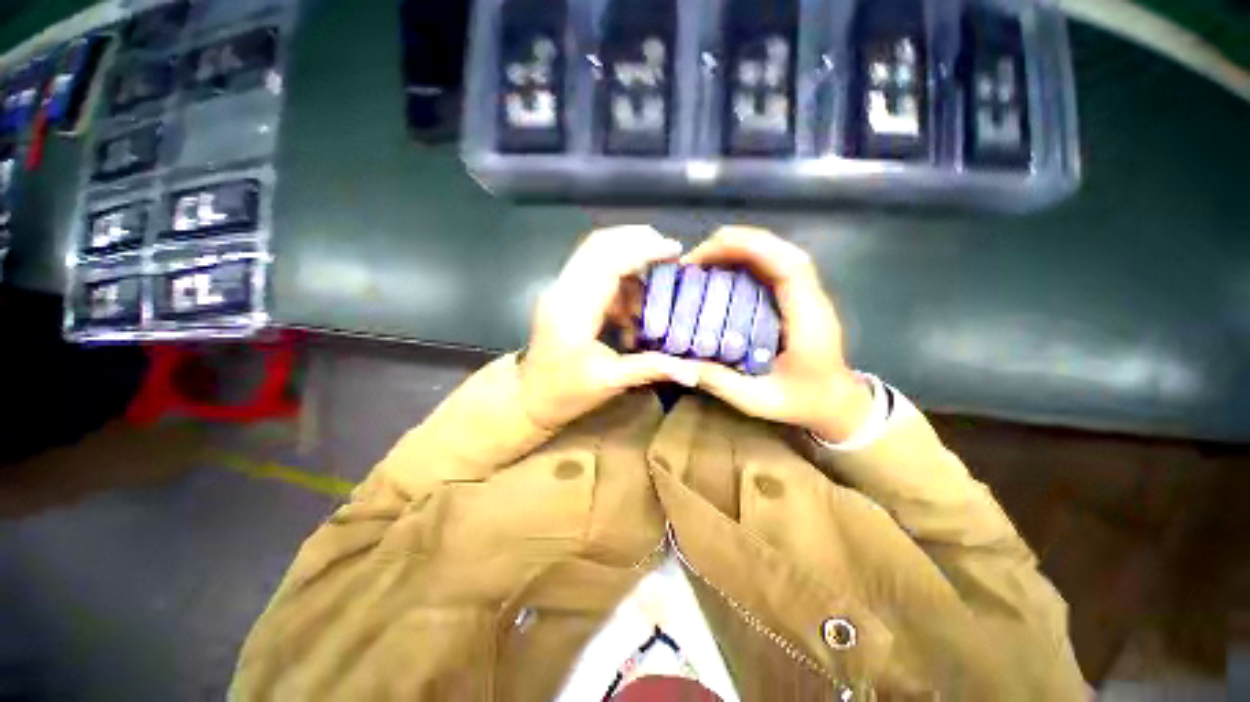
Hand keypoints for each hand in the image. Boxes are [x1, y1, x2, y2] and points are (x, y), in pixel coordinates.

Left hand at [519, 226, 699, 430]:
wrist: (527, 397)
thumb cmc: (565, 393)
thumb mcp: (610, 383)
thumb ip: (651, 369)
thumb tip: (692, 372)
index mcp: (573, 312)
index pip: (608, 263)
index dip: (643, 250)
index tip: (674, 250)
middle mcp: (562, 291)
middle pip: (598, 244)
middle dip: (637, 241)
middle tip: (668, 254)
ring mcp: (558, 288)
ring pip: (594, 252)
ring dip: (627, 261)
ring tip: (650, 290)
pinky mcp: (560, 292)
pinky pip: (592, 270)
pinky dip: (617, 278)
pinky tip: (629, 307)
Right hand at [680, 227, 872, 442]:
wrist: (838, 404)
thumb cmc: (804, 403)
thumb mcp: (758, 400)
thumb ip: (719, 382)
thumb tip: (677, 364)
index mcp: (808, 320)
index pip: (788, 266)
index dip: (749, 249)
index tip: (707, 254)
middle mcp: (811, 299)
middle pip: (782, 251)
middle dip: (737, 243)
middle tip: (695, 257)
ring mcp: (807, 295)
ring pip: (779, 255)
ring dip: (741, 248)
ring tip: (703, 259)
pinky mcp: (797, 298)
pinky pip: (773, 268)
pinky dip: (746, 261)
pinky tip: (722, 271)